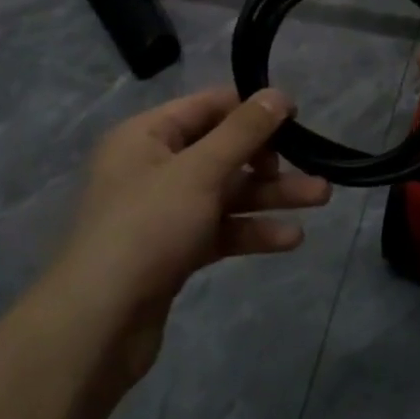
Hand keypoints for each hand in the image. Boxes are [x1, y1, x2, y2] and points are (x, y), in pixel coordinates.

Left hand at [58, 87, 329, 382]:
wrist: (97, 325)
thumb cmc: (147, 227)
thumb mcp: (200, 170)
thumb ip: (243, 131)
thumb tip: (278, 93)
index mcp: (146, 135)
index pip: (208, 106)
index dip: (252, 109)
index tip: (297, 117)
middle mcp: (152, 167)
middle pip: (222, 151)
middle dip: (270, 160)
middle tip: (314, 166)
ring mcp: (162, 212)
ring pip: (226, 193)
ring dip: (270, 196)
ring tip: (321, 198)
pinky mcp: (173, 251)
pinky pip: (219, 229)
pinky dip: (250, 230)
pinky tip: (290, 239)